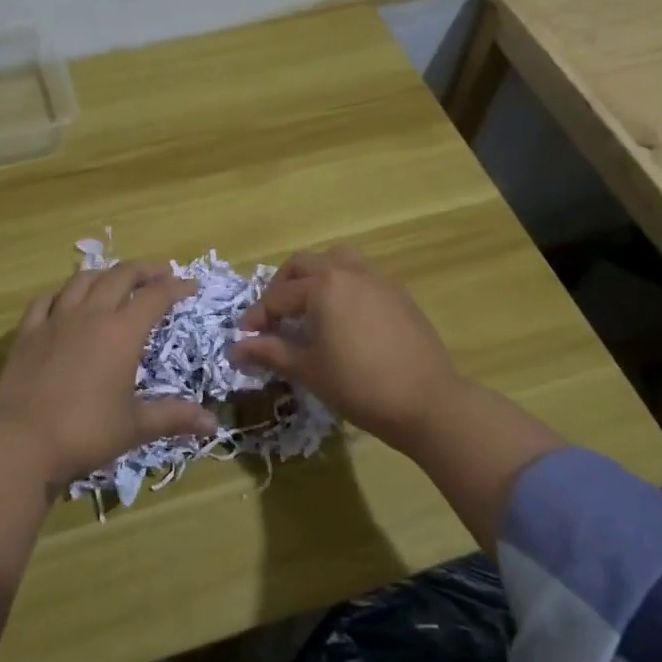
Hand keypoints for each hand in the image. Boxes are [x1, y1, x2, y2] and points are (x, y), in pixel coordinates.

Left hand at [0, 261, 216, 486]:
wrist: (19, 441)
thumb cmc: (84, 432)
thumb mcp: (134, 426)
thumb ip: (173, 417)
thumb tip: (212, 423)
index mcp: (122, 333)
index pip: (155, 296)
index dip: (176, 287)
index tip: (191, 286)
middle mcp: (90, 315)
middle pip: (120, 276)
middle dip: (144, 270)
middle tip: (160, 273)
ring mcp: (55, 320)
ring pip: (83, 280)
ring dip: (106, 274)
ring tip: (117, 279)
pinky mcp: (27, 332)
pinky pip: (46, 299)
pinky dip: (63, 292)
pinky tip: (66, 298)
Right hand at [228, 248, 461, 443]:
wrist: (426, 401)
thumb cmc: (358, 385)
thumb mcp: (307, 370)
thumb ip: (269, 352)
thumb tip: (235, 349)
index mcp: (323, 286)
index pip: (278, 296)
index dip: (257, 317)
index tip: (245, 338)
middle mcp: (349, 272)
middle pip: (305, 263)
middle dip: (282, 286)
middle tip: (275, 316)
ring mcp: (378, 280)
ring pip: (338, 260)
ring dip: (316, 276)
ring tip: (309, 307)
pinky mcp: (399, 294)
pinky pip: (363, 276)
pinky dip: (344, 286)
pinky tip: (344, 318)